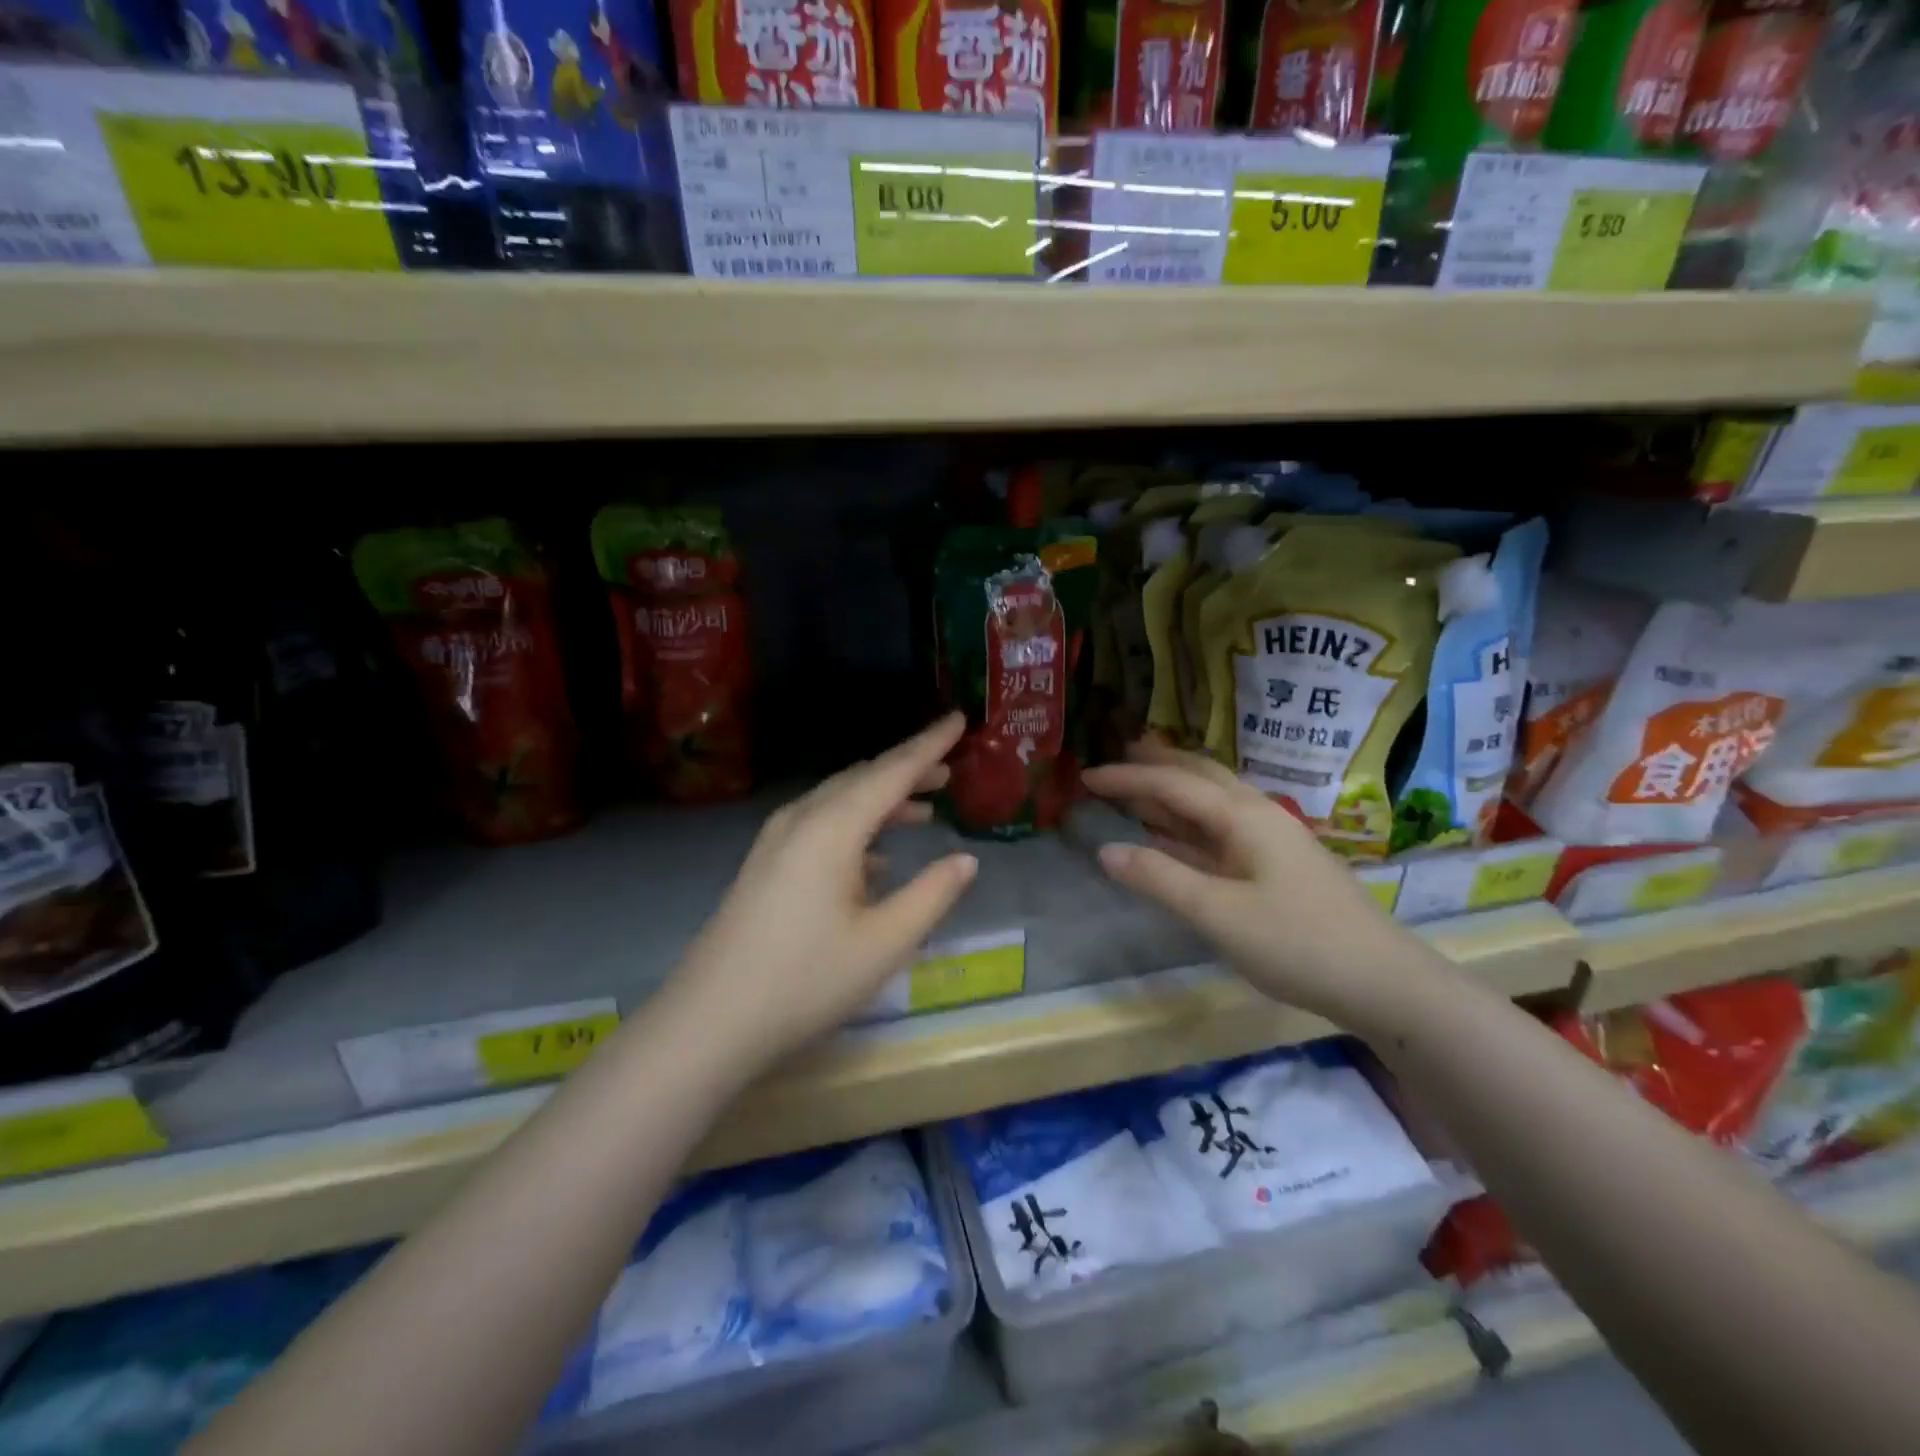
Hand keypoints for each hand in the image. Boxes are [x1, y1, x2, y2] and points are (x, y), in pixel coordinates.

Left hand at [664, 714, 978, 1070]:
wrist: (710, 1020)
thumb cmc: (806, 980)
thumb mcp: (885, 942)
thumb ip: (932, 894)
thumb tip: (966, 859)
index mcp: (833, 827)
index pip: (892, 771)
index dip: (930, 744)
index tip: (959, 719)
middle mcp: (802, 819)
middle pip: (863, 779)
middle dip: (907, 770)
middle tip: (948, 770)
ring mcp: (776, 840)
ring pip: (839, 801)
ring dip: (882, 799)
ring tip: (922, 809)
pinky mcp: (765, 863)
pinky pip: (820, 825)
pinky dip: (856, 826)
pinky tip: (875, 858)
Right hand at [1083, 741, 1428, 1032]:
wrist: (1381, 981)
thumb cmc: (1296, 942)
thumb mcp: (1217, 913)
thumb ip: (1159, 878)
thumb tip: (1105, 850)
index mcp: (1242, 816)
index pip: (1172, 784)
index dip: (1127, 777)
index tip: (1086, 776)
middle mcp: (1257, 815)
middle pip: (1200, 775)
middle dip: (1156, 764)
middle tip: (1117, 756)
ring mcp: (1270, 840)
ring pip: (1212, 801)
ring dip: (1173, 790)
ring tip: (1137, 786)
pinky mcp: (1276, 866)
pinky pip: (1220, 830)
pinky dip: (1188, 824)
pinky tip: (1172, 836)